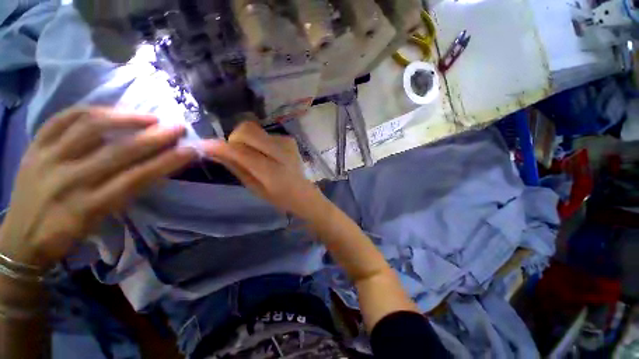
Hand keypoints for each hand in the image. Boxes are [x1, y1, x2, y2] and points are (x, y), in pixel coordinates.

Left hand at [0, 107, 196, 267]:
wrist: (20, 238)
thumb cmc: (66, 234)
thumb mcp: (100, 222)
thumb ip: (125, 193)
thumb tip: (154, 166)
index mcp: (89, 206)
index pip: (137, 178)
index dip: (167, 162)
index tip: (190, 150)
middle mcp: (69, 180)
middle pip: (118, 152)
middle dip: (154, 137)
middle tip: (177, 127)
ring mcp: (48, 160)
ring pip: (89, 128)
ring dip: (125, 118)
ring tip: (149, 116)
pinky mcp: (34, 147)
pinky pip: (61, 119)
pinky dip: (89, 110)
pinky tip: (108, 110)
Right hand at [202, 118, 326, 219]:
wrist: (303, 192)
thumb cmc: (278, 197)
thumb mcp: (254, 188)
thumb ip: (236, 167)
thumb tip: (213, 150)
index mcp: (272, 171)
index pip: (241, 151)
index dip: (220, 146)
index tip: (203, 145)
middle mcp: (281, 152)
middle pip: (247, 130)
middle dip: (234, 139)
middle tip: (236, 153)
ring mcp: (287, 143)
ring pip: (255, 129)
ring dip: (247, 141)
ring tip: (255, 156)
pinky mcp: (289, 139)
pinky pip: (265, 133)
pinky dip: (259, 142)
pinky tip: (268, 154)